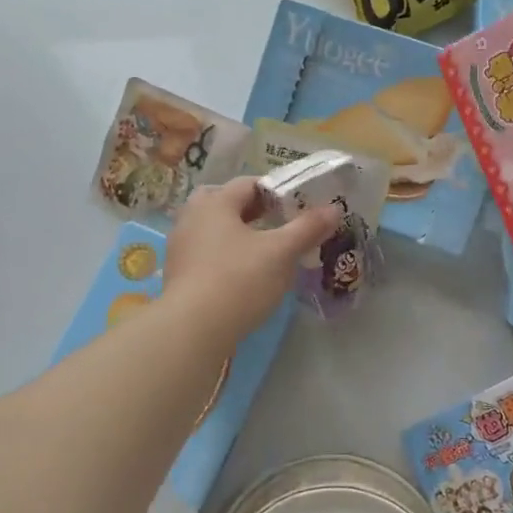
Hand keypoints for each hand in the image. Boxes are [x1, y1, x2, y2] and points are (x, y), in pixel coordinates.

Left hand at [163, 176, 340, 342]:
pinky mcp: (177, 274)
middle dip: (251, 210)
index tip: (297, 206)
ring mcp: (180, 247)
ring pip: (212, 228)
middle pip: (224, 202)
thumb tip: (334, 209)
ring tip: (263, 250)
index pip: (248, 183)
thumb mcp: (281, 253)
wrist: (192, 329)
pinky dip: (224, 255)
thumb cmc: (239, 280)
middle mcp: (192, 217)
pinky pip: (205, 253)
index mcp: (215, 203)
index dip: (275, 191)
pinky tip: (242, 274)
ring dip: (237, 233)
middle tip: (276, 223)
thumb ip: (307, 228)